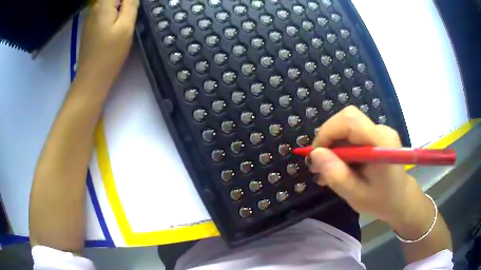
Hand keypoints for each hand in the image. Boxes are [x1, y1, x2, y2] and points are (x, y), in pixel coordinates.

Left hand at [76, 0, 138, 88]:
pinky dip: (114, 11)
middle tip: (133, 12)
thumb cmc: (109, 54)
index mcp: (103, 5)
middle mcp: (94, 8)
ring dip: (121, 5)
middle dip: (126, 2)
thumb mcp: (125, 26)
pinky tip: (119, 21)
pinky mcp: (90, 27)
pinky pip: (104, 11)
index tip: (134, 7)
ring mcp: (90, 18)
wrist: (91, 79)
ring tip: (129, 16)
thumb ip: (131, 4)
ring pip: (109, 3)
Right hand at [310, 106, 424, 225]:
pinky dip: (340, 148)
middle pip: (347, 119)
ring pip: (346, 126)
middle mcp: (381, 130)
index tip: (315, 156)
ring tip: (327, 171)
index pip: (349, 120)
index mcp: (381, 142)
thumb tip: (315, 154)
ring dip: (332, 145)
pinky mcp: (375, 135)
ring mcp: (379, 131)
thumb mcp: (356, 195)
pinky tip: (338, 166)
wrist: (400, 199)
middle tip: (319, 164)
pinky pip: (352, 134)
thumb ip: (337, 175)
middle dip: (328, 138)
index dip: (327, 132)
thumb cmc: (382, 200)